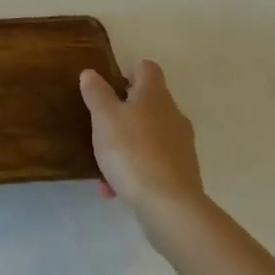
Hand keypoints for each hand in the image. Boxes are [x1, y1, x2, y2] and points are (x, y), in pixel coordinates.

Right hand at [81, 59, 206, 240]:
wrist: (170, 206)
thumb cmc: (132, 151)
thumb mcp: (104, 118)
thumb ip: (96, 93)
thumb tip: (91, 72)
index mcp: (155, 95)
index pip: (147, 68)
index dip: (128, 72)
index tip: (109, 87)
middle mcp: (173, 115)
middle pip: (149, 103)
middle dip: (125, 113)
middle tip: (101, 126)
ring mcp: (181, 145)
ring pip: (149, 136)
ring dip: (127, 145)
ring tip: (104, 166)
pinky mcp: (183, 173)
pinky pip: (154, 164)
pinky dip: (136, 170)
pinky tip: (115, 190)